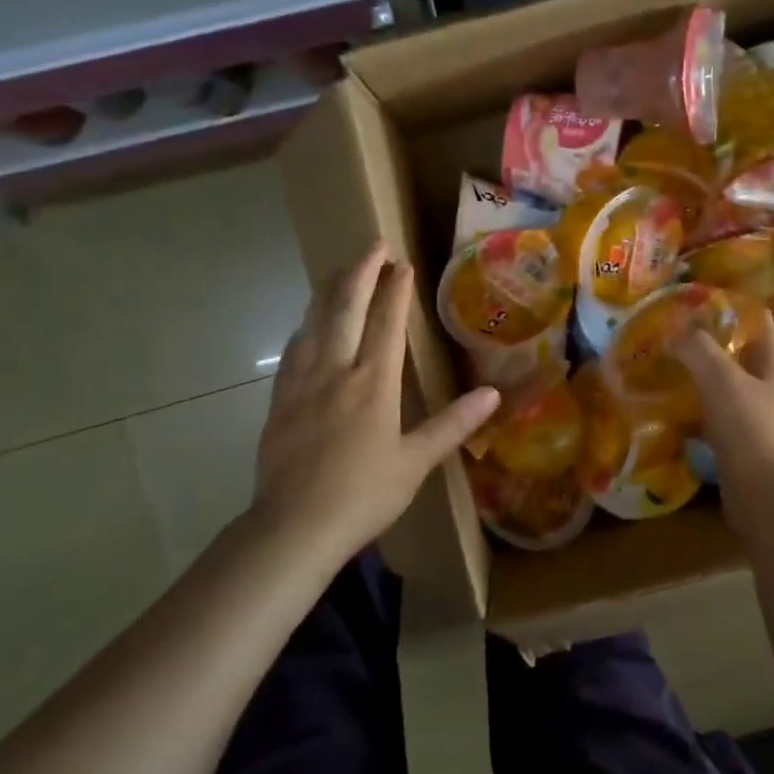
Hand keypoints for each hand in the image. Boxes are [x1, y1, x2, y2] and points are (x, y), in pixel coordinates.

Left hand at [252, 242, 499, 561]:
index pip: (385, 323)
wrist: (293, 527)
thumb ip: (453, 424)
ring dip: (329, 291)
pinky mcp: (279, 401)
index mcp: (373, 384)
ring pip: (314, 322)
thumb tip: (494, 395)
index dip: (394, 290)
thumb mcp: (416, 463)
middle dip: (360, 273)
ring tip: (340, 272)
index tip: (402, 263)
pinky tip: (307, 325)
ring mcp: (302, 383)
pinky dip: (306, 326)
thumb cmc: (363, 495)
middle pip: (344, 309)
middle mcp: (335, 372)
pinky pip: (293, 350)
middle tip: (372, 246)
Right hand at [677, 308, 773, 535]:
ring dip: (694, 381)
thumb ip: (698, 350)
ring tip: (660, 371)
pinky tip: (665, 415)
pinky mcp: (738, 448)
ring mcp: (754, 421)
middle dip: (704, 345)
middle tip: (668, 337)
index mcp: (772, 366)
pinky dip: (690, 417)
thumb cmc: (750, 431)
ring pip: (721, 390)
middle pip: (736, 356)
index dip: (731, 307)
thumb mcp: (722, 381)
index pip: (757, 322)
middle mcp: (767, 390)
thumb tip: (675, 331)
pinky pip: (711, 423)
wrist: (767, 499)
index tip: (695, 301)